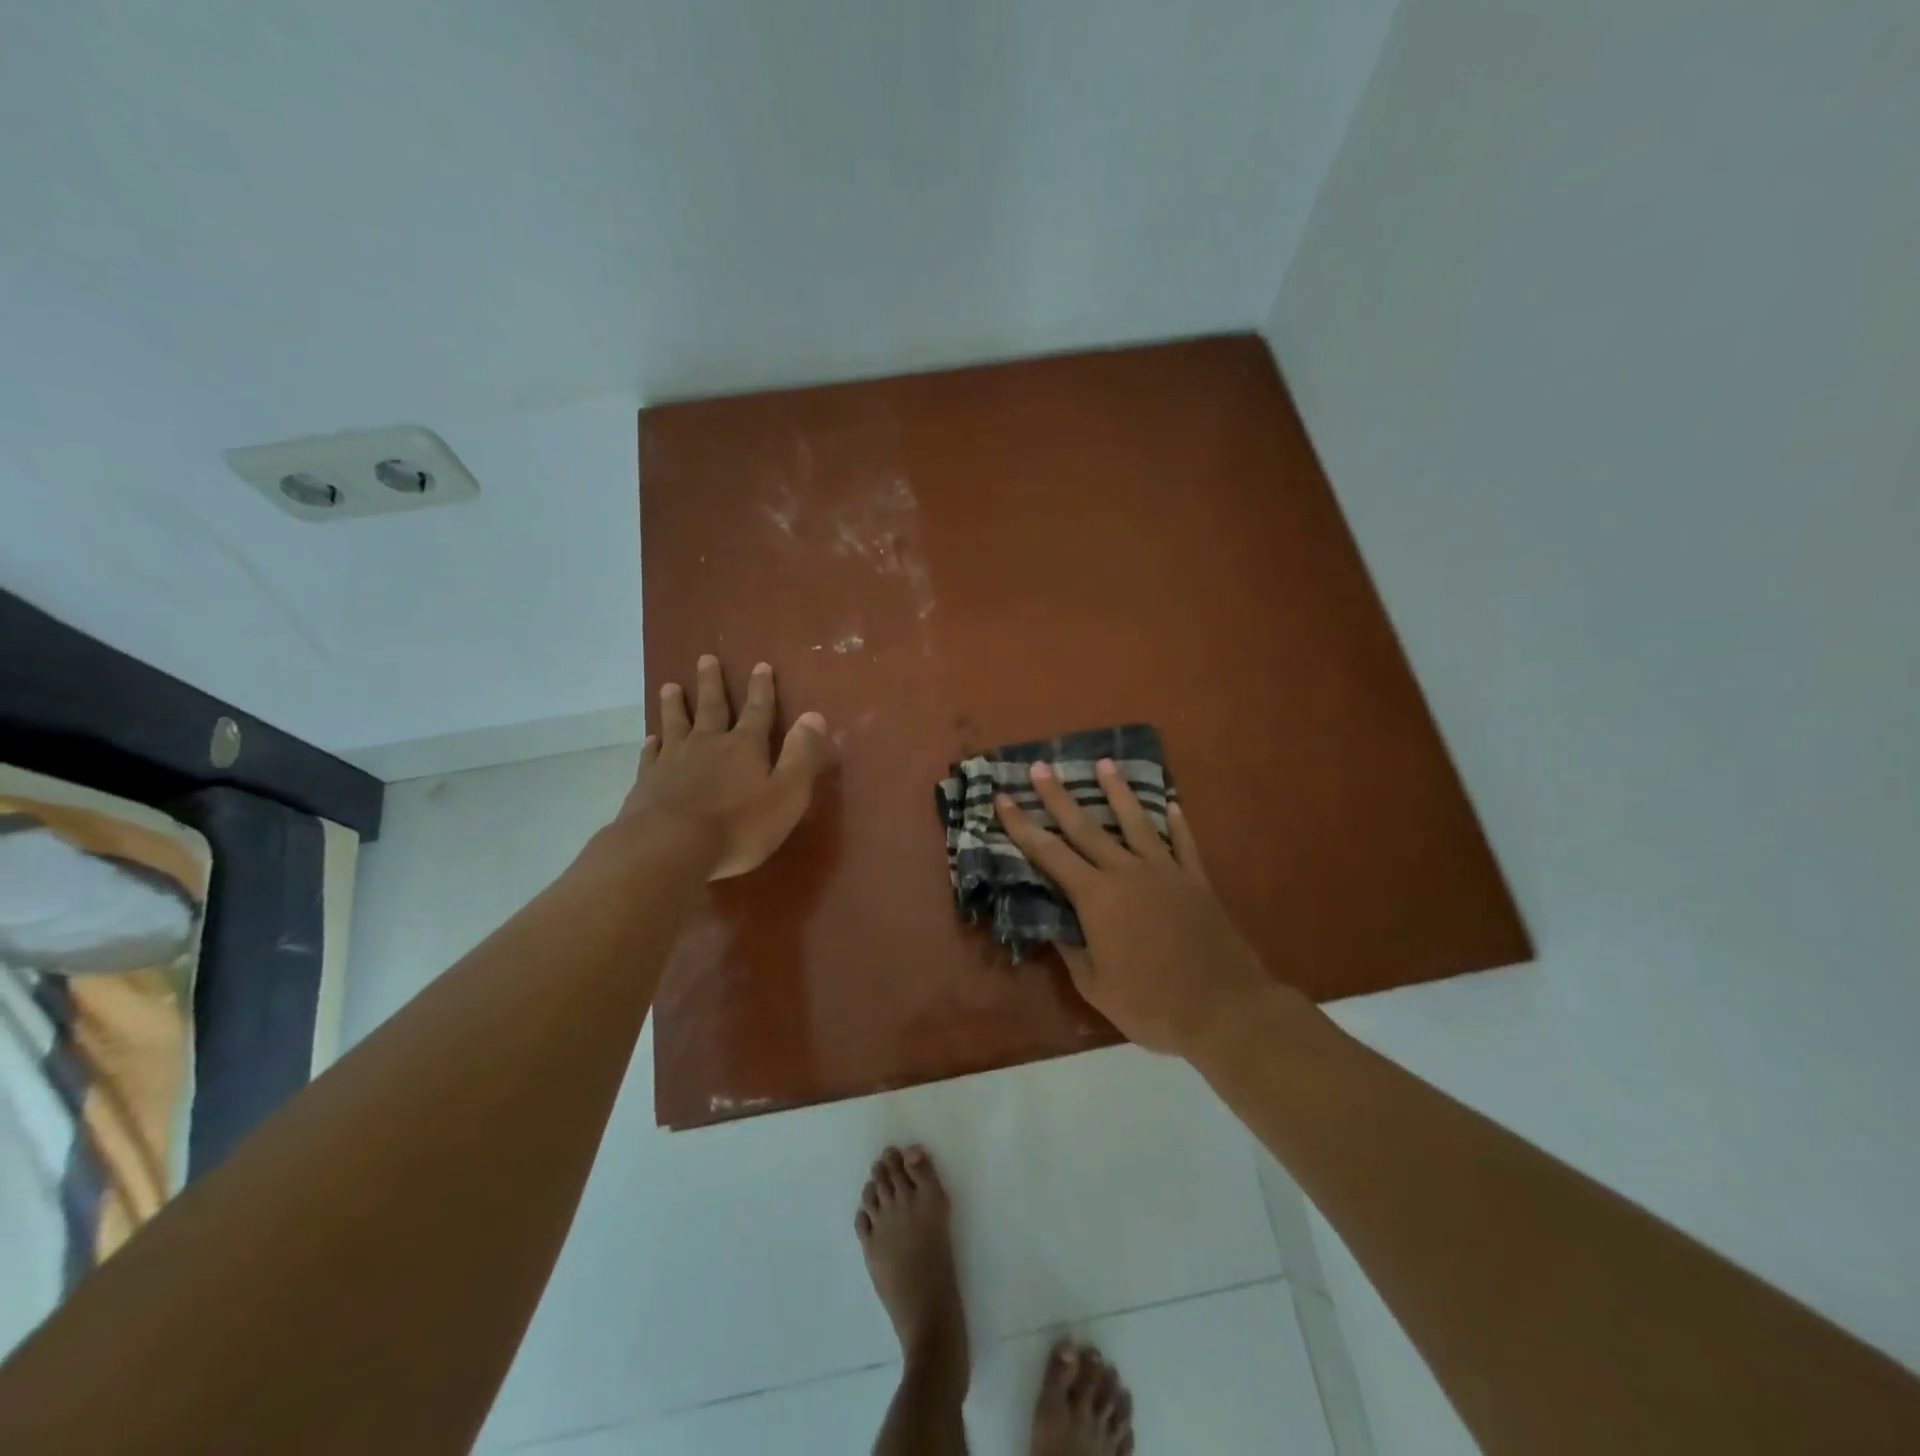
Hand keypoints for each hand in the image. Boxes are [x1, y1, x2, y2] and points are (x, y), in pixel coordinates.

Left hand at [620, 655, 833, 879]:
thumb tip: (814, 716)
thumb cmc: (738, 826)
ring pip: (676, 724)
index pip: (758, 711)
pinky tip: (650, 739)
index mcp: (746, 747)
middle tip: (706, 658)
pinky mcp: (648, 782)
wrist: (669, 847)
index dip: (762, 689)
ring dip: (675, 705)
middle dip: (712, 684)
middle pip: (712, 707)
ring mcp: (674, 761)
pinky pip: (650, 755)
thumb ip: (801, 756)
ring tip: (670, 686)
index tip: (760, 665)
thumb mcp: (786, 795)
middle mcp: (709, 744)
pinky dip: (651, 744)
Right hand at [994, 760, 1278, 1057]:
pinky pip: (1183, 843)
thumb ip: (1072, 950)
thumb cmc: (1151, 1004)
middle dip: (1058, 796)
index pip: (1050, 854)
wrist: (1224, 1008)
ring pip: (1135, 822)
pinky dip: (1176, 822)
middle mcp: (1127, 872)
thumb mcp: (1096, 986)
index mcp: (1097, 897)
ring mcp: (1165, 872)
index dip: (1022, 826)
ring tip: (1105, 763)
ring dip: (1117, 791)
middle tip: (1040, 767)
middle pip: (1086, 827)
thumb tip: (1054, 926)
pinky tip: (1170, 803)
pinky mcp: (1196, 880)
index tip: (1002, 799)